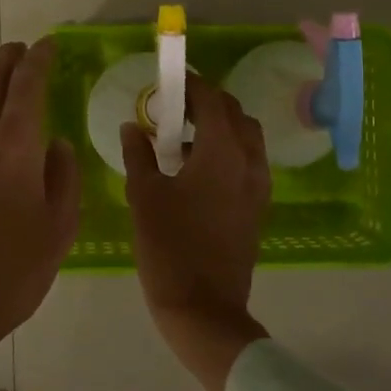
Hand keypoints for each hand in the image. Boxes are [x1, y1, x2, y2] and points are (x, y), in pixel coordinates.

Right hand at [121, 74, 271, 390]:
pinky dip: (229, 149)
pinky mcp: (258, 206)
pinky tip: (199, 167)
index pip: (212, 99)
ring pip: (247, 136)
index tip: (168, 81)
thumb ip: (138, 154)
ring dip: (221, 125)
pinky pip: (249, 160)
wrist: (204, 309)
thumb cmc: (169, 248)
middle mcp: (248, 161)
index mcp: (222, 152)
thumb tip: (131, 127)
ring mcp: (258, 185)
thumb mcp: (145, 196)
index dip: (191, 84)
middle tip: (172, 108)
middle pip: (234, 113)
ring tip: (184, 136)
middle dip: (207, 102)